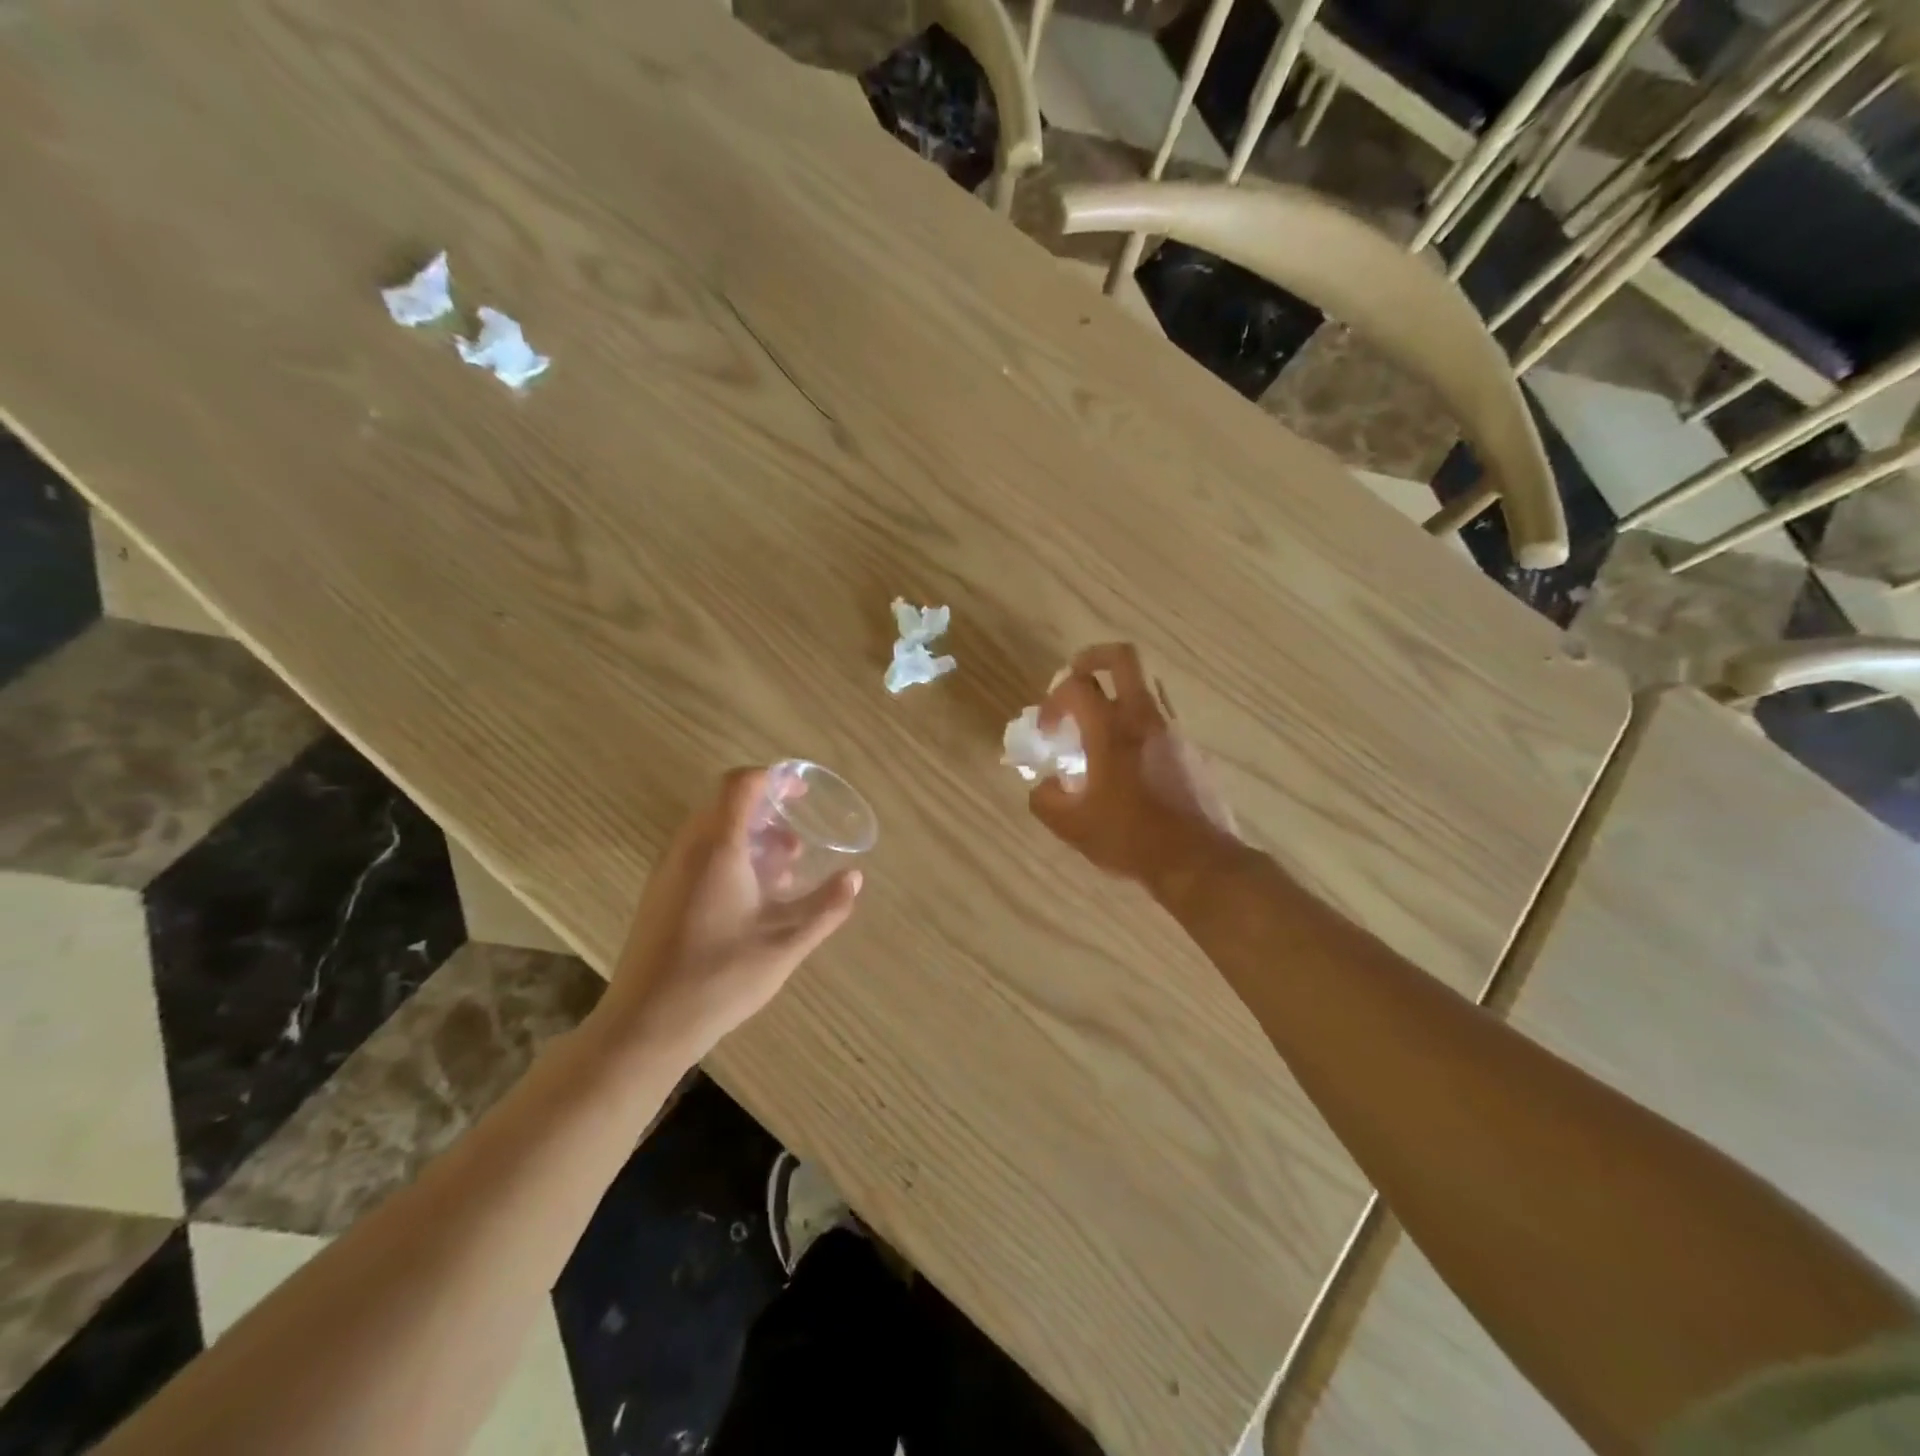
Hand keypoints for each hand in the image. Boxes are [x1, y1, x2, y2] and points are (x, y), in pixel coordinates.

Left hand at [593, 769, 861, 1063]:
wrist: (645, 1026)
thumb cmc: (719, 978)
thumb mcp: (785, 944)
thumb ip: (825, 907)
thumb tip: (855, 878)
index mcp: (717, 849)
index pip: (740, 784)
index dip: (772, 777)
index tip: (802, 791)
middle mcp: (687, 850)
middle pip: (725, 805)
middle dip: (767, 813)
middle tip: (798, 842)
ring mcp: (668, 873)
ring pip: (711, 832)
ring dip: (749, 839)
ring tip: (783, 873)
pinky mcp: (660, 896)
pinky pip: (698, 855)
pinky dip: (730, 858)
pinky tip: (752, 900)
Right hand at [1028, 643, 1238, 893]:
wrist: (1199, 861)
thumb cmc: (1131, 839)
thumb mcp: (1072, 827)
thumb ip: (1046, 799)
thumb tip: (1046, 786)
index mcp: (1112, 730)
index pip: (1075, 685)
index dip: (1052, 701)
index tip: (1048, 732)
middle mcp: (1146, 718)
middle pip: (1123, 657)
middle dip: (1093, 659)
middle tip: (1076, 681)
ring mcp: (1176, 731)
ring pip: (1149, 684)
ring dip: (1120, 692)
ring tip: (1102, 726)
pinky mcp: (1195, 750)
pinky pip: (1164, 720)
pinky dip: (1141, 725)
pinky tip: (1132, 764)